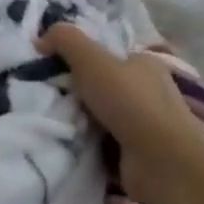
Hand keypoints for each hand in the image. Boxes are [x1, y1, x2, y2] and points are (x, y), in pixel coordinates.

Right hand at [41, 25, 203, 201]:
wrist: (163, 164)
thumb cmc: (131, 102)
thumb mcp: (91, 59)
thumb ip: (64, 40)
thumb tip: (40, 39)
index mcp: (145, 64)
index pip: (110, 56)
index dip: (83, 59)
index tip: (55, 68)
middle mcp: (150, 92)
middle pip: (104, 86)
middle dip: (79, 93)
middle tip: (50, 96)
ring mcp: (148, 126)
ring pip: (103, 116)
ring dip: (82, 121)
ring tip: (54, 121)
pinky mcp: (141, 155)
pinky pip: (106, 144)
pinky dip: (90, 145)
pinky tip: (71, 144)